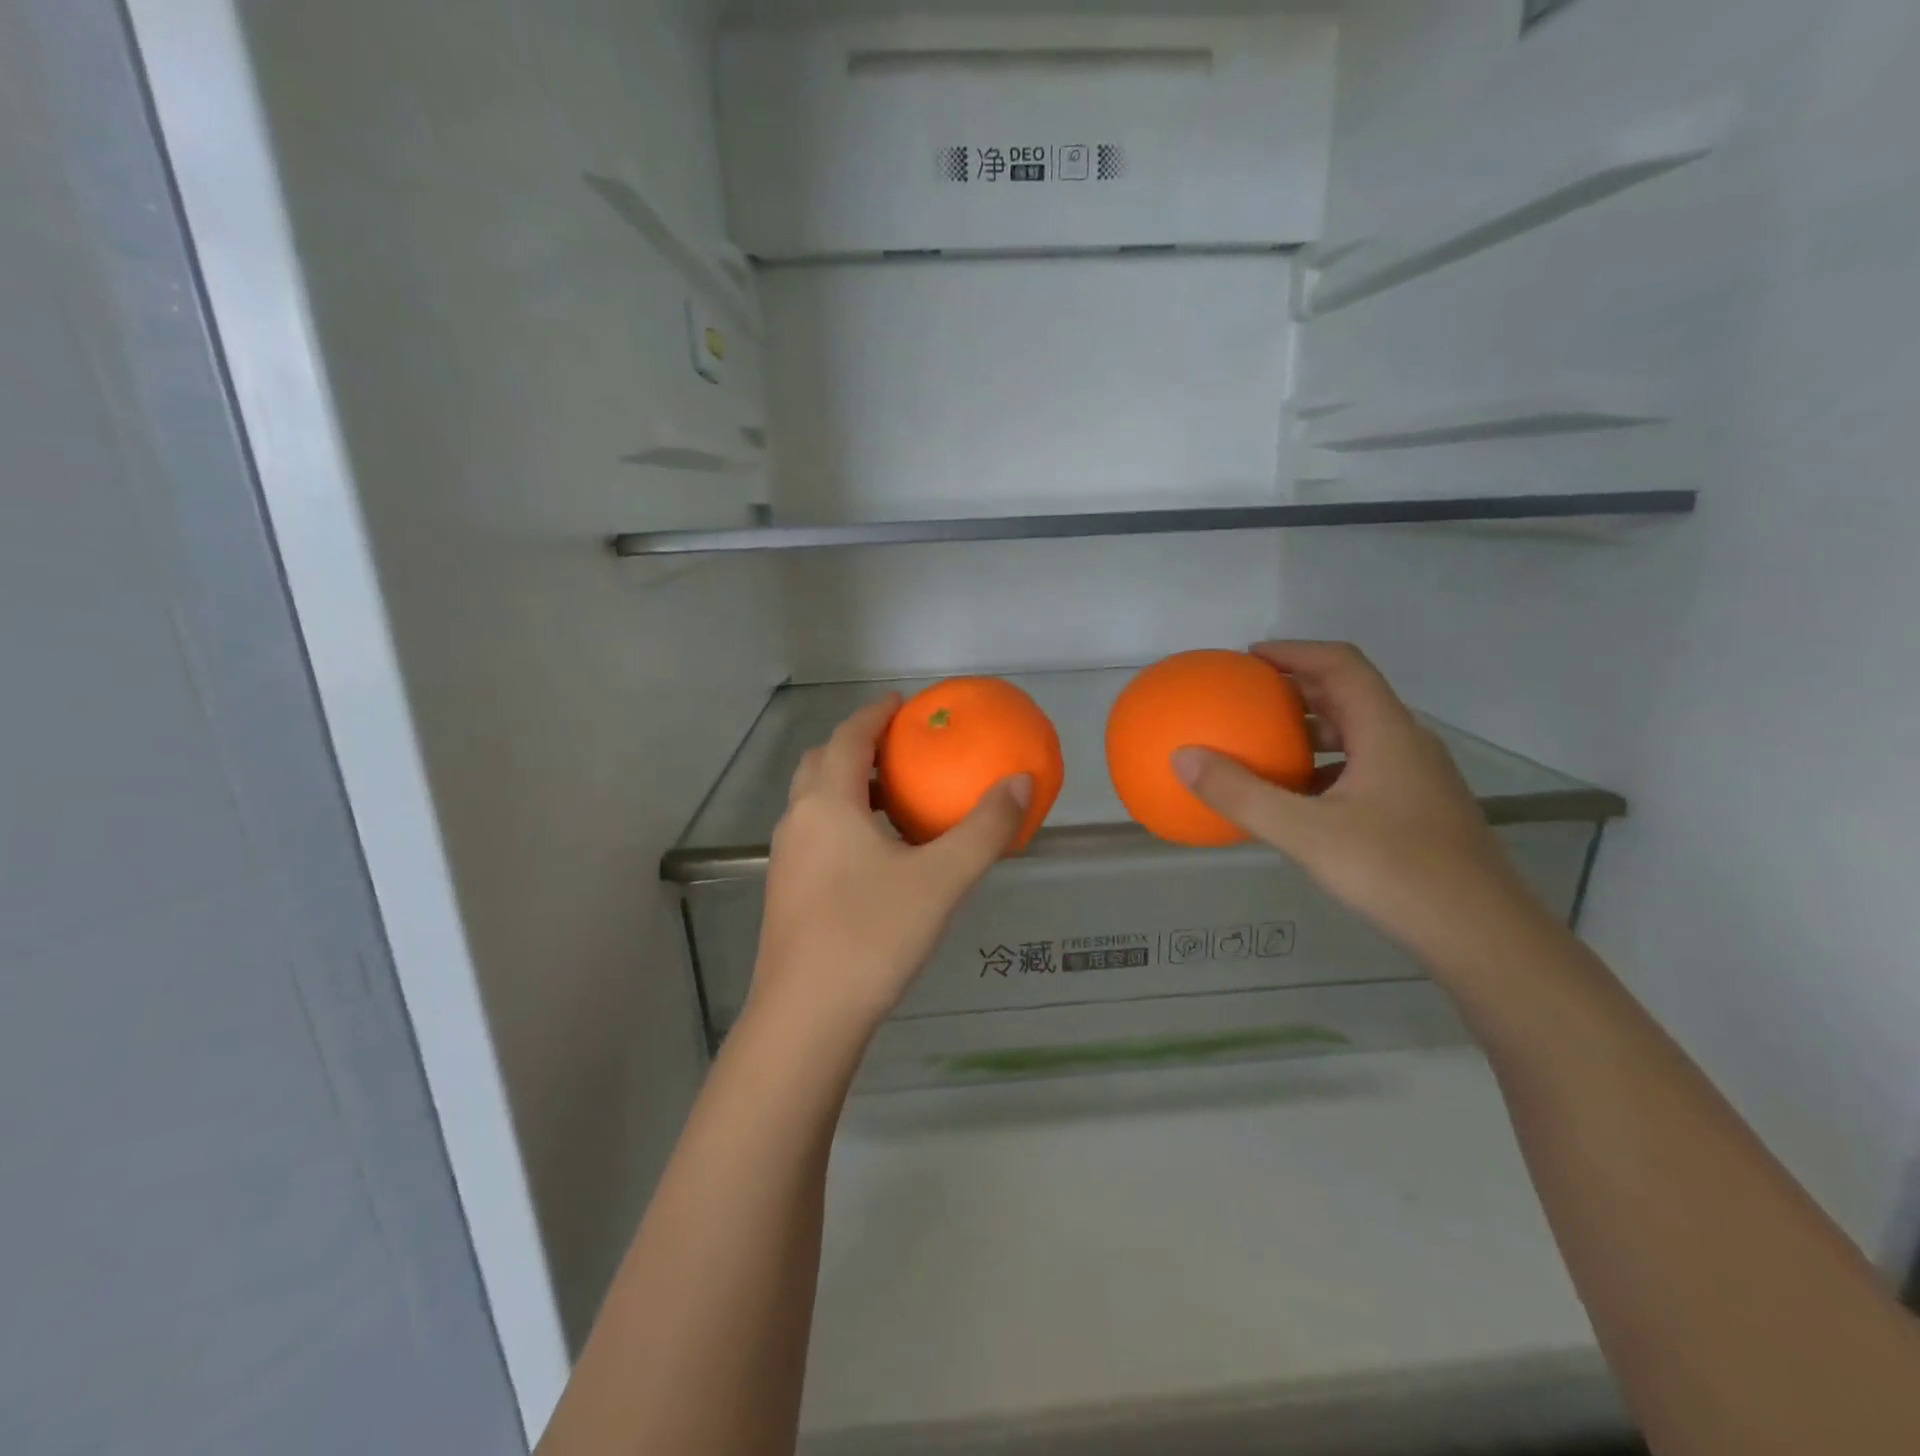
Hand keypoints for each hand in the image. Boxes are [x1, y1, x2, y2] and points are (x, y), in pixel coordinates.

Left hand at [744, 696, 1032, 1046]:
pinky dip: (841, 822)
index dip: (874, 715)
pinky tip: (876, 856)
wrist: (806, 1017)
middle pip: (820, 763)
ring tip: (891, 798)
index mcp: (827, 804)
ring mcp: (785, 860)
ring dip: (846, 787)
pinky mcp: (786, 893)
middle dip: (855, 746)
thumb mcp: (941, 879)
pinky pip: (814, 835)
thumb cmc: (872, 935)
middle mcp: (797, 822)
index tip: (901, 703)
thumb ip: (984, 828)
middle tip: (896, 748)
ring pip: (813, 803)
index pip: (847, 738)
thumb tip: (1022, 781)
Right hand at [1173, 641, 1567, 983]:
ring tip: (1264, 743)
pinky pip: (1362, 768)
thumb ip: (1241, 794)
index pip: (1341, 665)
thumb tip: (1182, 757)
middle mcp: (1406, 744)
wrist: (1483, 936)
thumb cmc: (1396, 872)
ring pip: (1357, 735)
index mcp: (1387, 732)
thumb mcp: (1306, 833)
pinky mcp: (1418, 809)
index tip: (1249, 658)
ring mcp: (1417, 779)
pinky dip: (1323, 767)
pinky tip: (1296, 799)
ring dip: (1310, 730)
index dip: (1295, 651)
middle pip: (1349, 695)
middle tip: (1247, 697)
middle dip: (1296, 689)